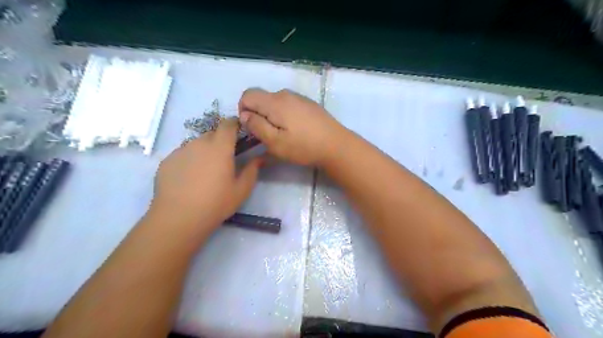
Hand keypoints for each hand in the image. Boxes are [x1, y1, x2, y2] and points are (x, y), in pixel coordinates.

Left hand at [149, 118, 261, 232]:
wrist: (179, 218)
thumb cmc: (216, 203)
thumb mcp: (241, 190)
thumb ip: (252, 170)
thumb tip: (259, 158)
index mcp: (220, 148)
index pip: (228, 124)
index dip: (234, 124)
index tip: (239, 133)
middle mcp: (199, 143)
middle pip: (212, 133)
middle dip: (220, 141)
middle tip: (224, 159)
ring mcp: (180, 151)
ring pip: (196, 143)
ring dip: (204, 150)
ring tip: (205, 170)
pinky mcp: (167, 161)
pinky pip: (183, 153)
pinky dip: (189, 159)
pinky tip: (189, 178)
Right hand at [238, 88, 346, 164]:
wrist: (336, 146)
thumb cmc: (303, 146)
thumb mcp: (274, 142)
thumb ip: (256, 126)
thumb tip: (244, 115)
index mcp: (275, 102)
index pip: (247, 95)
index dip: (243, 111)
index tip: (253, 129)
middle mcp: (286, 94)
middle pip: (262, 98)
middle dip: (259, 115)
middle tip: (269, 136)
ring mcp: (300, 98)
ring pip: (275, 103)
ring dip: (272, 117)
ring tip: (284, 135)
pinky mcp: (309, 104)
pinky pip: (289, 106)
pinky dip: (285, 116)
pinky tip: (297, 131)